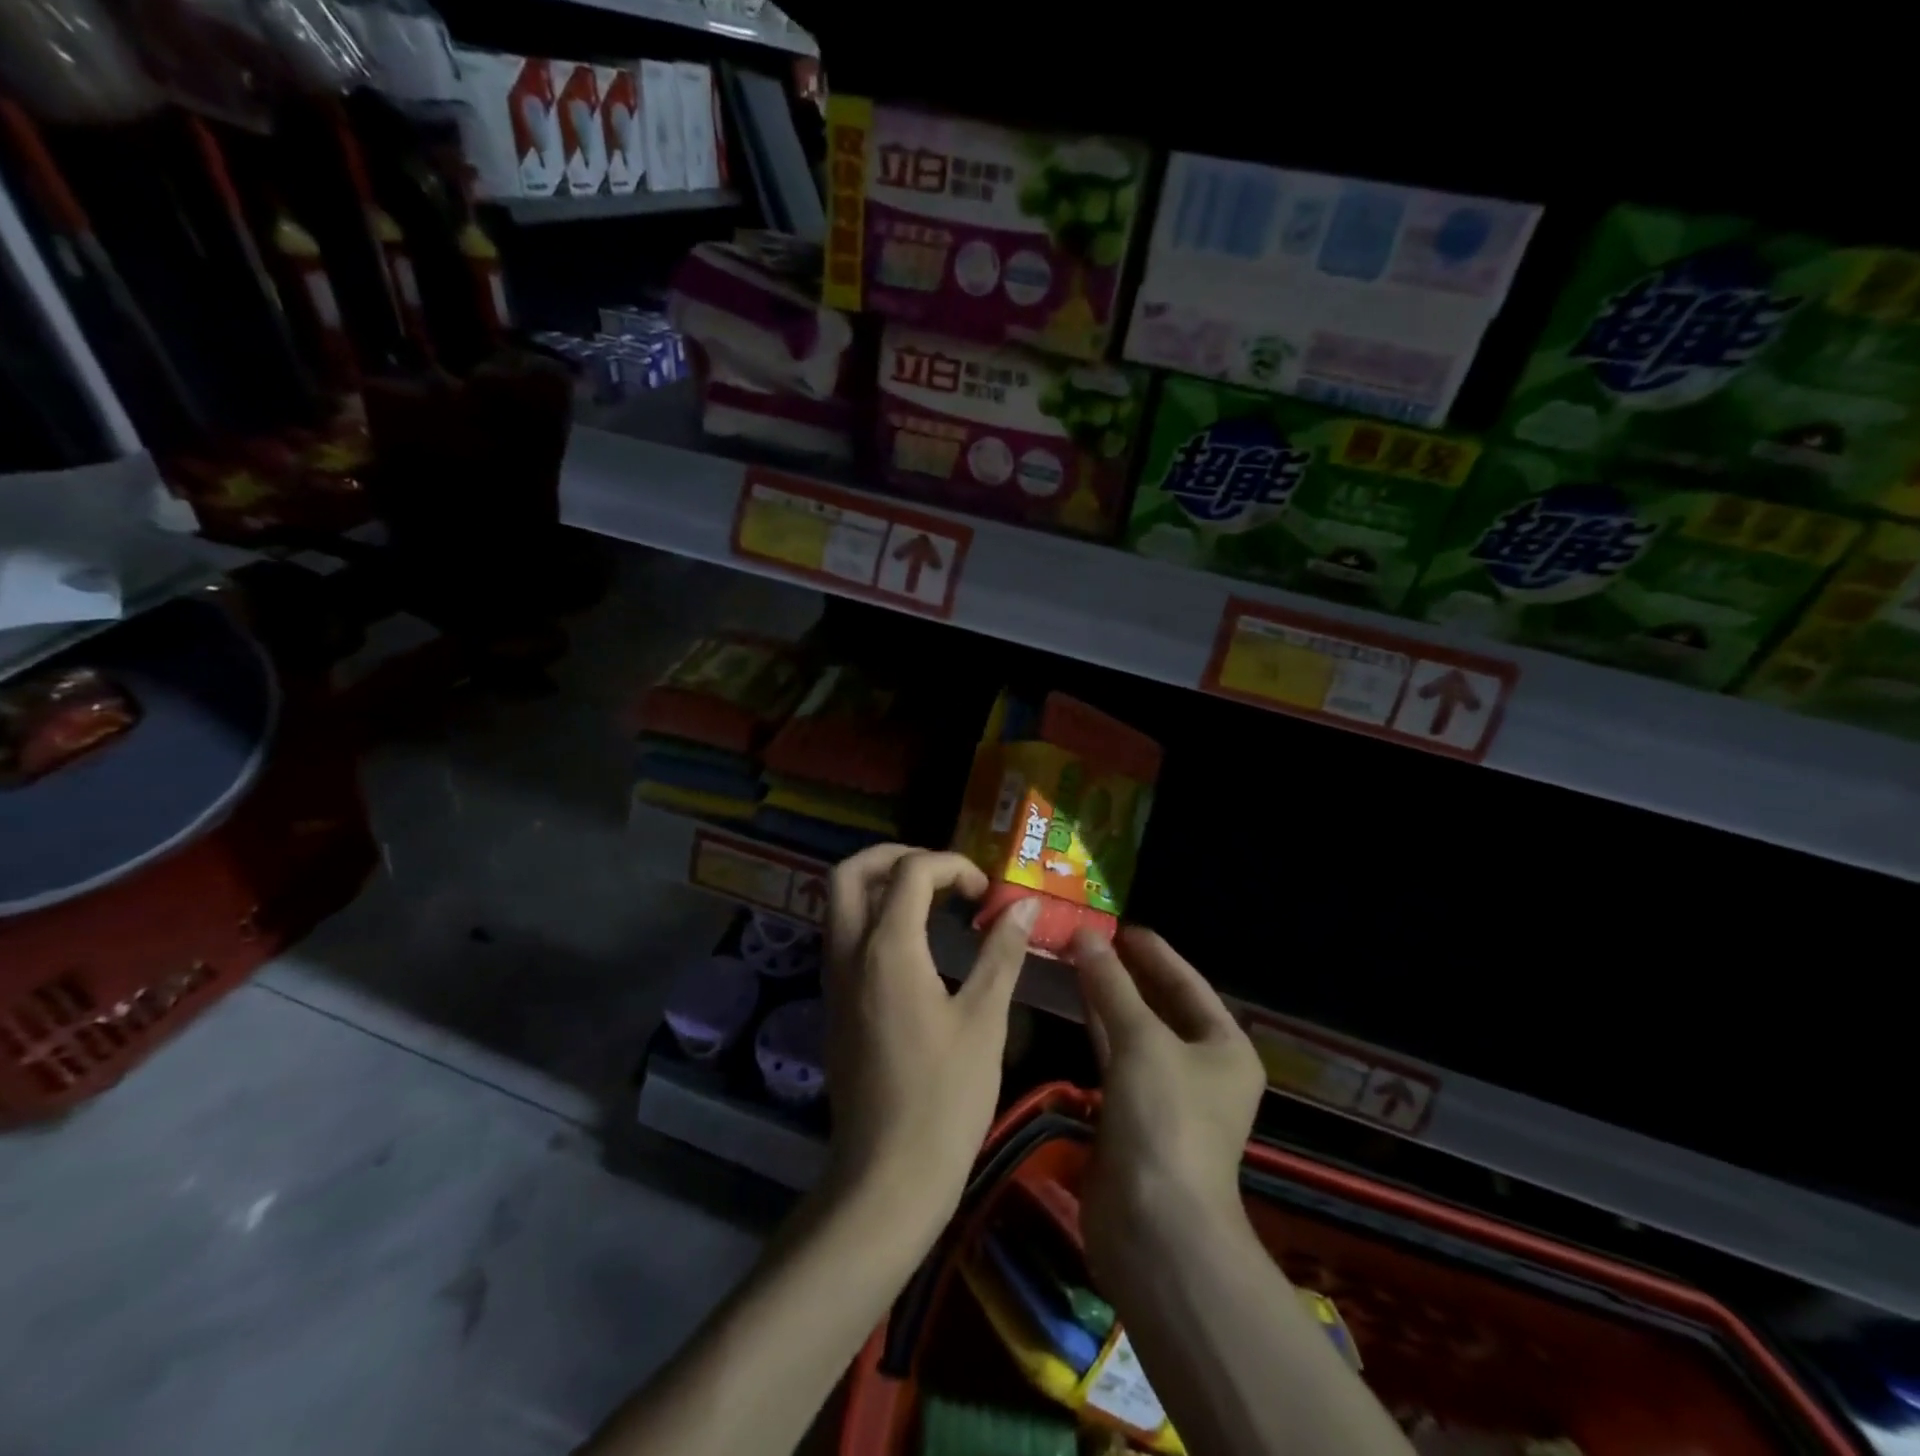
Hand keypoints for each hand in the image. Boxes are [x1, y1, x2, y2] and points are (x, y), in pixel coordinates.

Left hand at [823, 846, 1039, 1237]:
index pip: (910, 871)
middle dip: (894, 856)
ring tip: (930, 901)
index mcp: (887, 949)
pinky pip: (843, 937)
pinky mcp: (834, 1006)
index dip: (952, 866)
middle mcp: (849, 953)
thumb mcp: (984, 1020)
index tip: (984, 894)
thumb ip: (1000, 953)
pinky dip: (871, 918)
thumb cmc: (945, 1098)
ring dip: (879, 885)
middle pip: (849, 872)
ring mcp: (834, 980)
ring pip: (838, 904)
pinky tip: (913, 945)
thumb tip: (1022, 906)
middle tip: (939, 873)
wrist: (887, 1177)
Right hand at [1068, 926, 1265, 1278]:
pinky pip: (1114, 1059)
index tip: (1119, 924)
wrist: (1155, 1228)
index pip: (1187, 983)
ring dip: (1106, 998)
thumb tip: (1086, 936)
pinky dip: (1096, 1030)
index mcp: (1225, 1047)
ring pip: (1133, 1031)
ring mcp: (1165, 1095)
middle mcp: (1201, 1069)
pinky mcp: (1132, 1116)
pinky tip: (1073, 1004)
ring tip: (1074, 959)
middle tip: (1088, 937)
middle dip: (1125, 972)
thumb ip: (1111, 985)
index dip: (1154, 953)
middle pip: (1160, 1006)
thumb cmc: (1165, 1120)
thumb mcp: (1142, 1040)